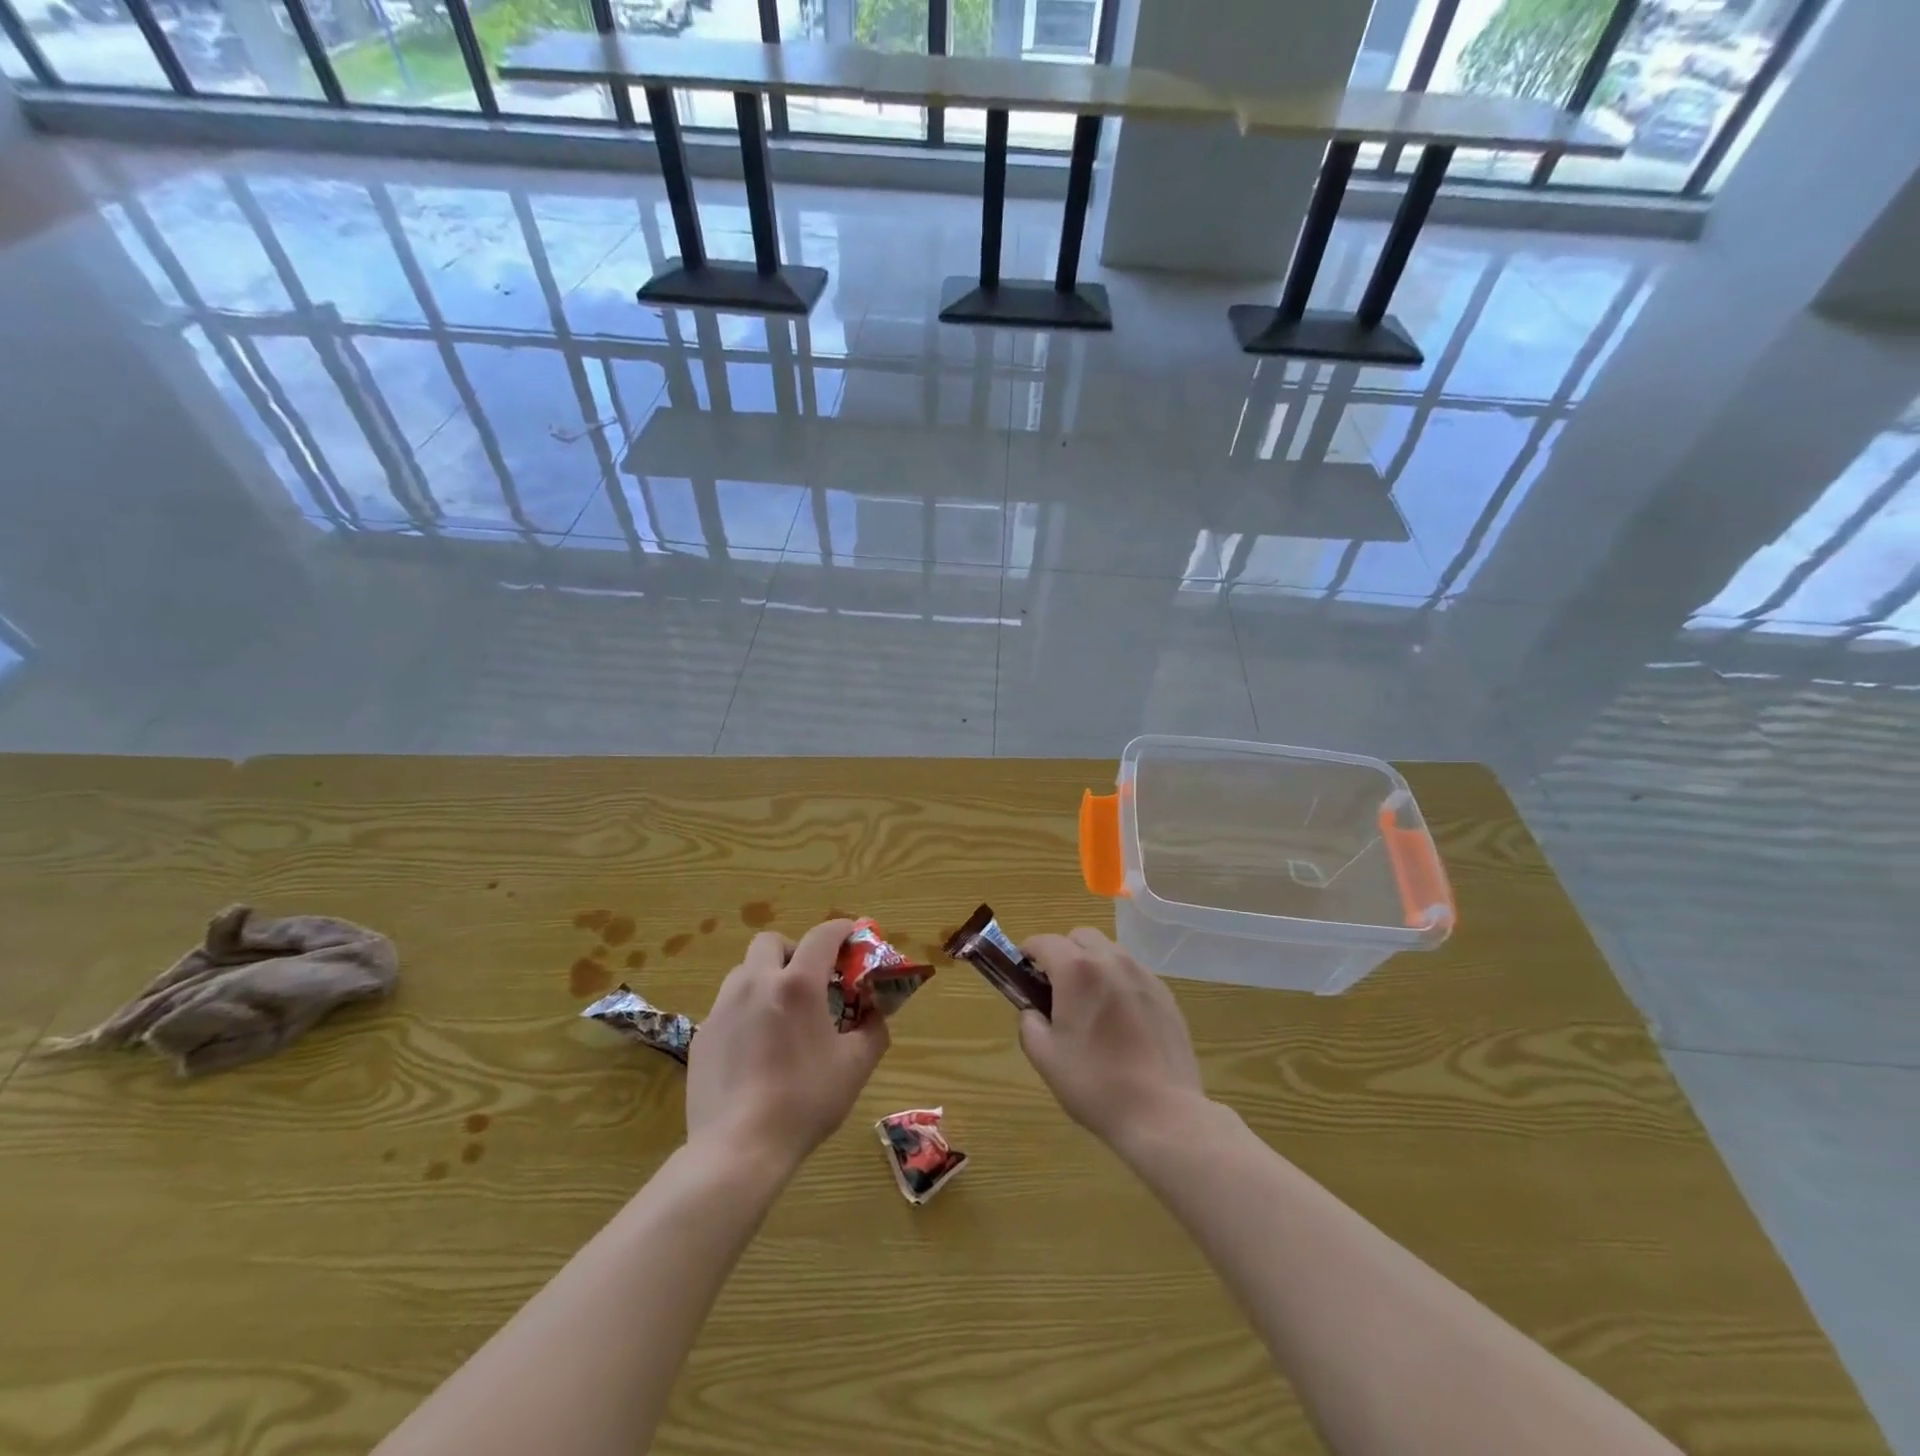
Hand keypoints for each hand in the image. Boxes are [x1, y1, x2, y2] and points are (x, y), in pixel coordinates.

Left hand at [687, 919, 887, 1169]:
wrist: (737, 1149)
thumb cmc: (804, 1102)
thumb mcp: (855, 1067)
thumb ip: (873, 1031)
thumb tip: (875, 1014)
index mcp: (798, 985)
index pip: (822, 935)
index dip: (842, 929)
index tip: (853, 936)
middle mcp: (756, 984)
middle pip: (772, 942)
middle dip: (794, 951)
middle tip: (809, 980)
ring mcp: (723, 1008)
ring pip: (744, 972)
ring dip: (766, 978)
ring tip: (780, 1015)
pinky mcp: (702, 1035)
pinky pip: (727, 1007)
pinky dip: (746, 1012)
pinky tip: (755, 1050)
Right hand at [1019, 928, 1206, 1151]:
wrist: (1162, 1113)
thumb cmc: (1095, 1084)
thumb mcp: (1045, 1057)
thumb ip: (1029, 1022)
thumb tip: (1032, 1010)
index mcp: (1077, 970)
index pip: (1044, 942)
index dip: (1027, 953)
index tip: (1022, 973)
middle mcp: (1111, 960)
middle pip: (1080, 937)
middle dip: (1063, 953)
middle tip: (1056, 989)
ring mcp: (1143, 974)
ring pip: (1109, 950)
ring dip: (1092, 964)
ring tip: (1090, 1003)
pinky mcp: (1165, 993)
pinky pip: (1133, 972)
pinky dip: (1118, 981)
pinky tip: (1120, 1018)